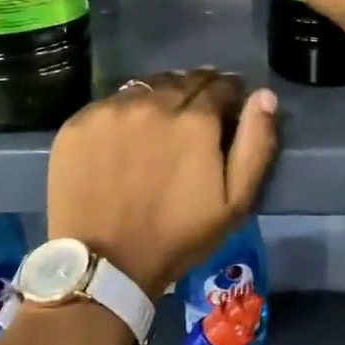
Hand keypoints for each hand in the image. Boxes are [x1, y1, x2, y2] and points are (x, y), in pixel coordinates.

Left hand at [46, 69, 278, 298]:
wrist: (104, 263)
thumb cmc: (177, 237)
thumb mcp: (234, 202)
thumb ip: (255, 143)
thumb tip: (264, 95)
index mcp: (195, 119)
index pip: (220, 85)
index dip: (229, 94)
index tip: (227, 109)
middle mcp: (154, 102)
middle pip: (183, 80)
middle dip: (196, 91)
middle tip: (195, 115)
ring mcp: (112, 109)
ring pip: (146, 87)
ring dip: (160, 97)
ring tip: (160, 122)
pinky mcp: (80, 121)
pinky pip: (111, 103)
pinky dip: (125, 111)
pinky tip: (125, 135)